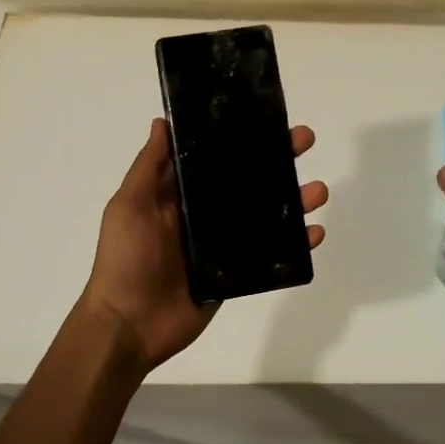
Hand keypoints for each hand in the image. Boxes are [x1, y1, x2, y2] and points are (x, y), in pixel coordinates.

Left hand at [80, 118, 327, 374]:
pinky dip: (296, 245)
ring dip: (295, 201)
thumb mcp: (130, 205)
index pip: (216, 157)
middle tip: (305, 141)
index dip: (241, 137)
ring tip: (319, 191)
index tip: (267, 118)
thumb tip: (163, 121)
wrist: (129, 325)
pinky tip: (315, 233)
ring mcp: (222, 244)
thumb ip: (149, 166)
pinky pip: (271, 254)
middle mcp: (204, 214)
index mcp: (179, 194)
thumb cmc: (125, 260)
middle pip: (247, 181)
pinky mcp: (236, 273)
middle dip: (277, 160)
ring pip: (266, 216)